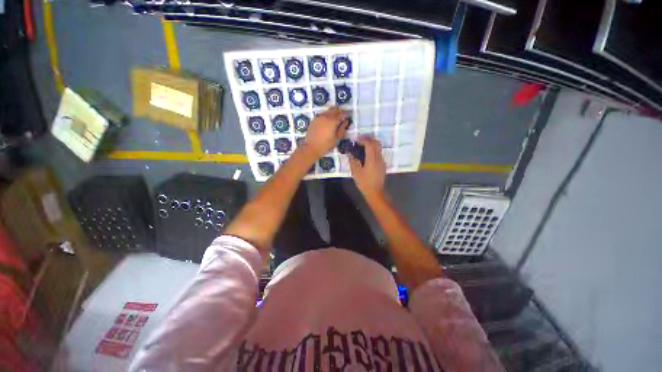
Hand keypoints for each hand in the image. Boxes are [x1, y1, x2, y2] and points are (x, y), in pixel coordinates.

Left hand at [303, 107, 349, 157]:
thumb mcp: (337, 139)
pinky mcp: (314, 120)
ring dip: (332, 113)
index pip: (341, 114)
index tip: (347, 118)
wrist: (311, 147)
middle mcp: (326, 116)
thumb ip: (342, 129)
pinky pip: (322, 114)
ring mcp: (319, 117)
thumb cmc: (326, 145)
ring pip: (327, 111)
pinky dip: (326, 115)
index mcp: (333, 121)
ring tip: (334, 119)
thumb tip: (346, 122)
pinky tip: (326, 122)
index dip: (345, 115)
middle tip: (341, 117)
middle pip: (334, 109)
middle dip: (339, 111)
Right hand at [349, 136, 385, 197]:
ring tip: (362, 145)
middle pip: (376, 143)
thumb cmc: (364, 183)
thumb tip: (350, 153)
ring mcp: (382, 161)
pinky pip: (378, 152)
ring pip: (378, 147)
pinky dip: (373, 149)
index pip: (370, 144)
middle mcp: (378, 158)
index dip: (363, 139)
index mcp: (372, 160)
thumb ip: (353, 161)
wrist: (375, 192)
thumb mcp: (356, 173)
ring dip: (371, 143)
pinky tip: (367, 154)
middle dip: (368, 138)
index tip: (356, 139)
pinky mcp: (383, 164)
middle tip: (360, 139)